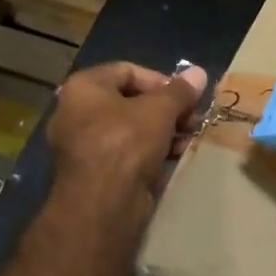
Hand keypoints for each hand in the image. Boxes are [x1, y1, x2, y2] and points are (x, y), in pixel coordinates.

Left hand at [47, 61, 207, 223]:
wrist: (102, 205)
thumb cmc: (126, 143)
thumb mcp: (159, 111)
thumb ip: (180, 91)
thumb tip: (199, 72)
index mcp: (83, 88)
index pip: (127, 70)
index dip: (161, 80)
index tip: (186, 95)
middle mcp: (76, 112)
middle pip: (130, 101)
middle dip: (166, 108)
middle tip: (193, 118)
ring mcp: (83, 144)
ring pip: (131, 128)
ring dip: (164, 130)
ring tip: (191, 137)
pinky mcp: (94, 171)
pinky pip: (127, 151)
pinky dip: (151, 150)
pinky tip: (178, 155)